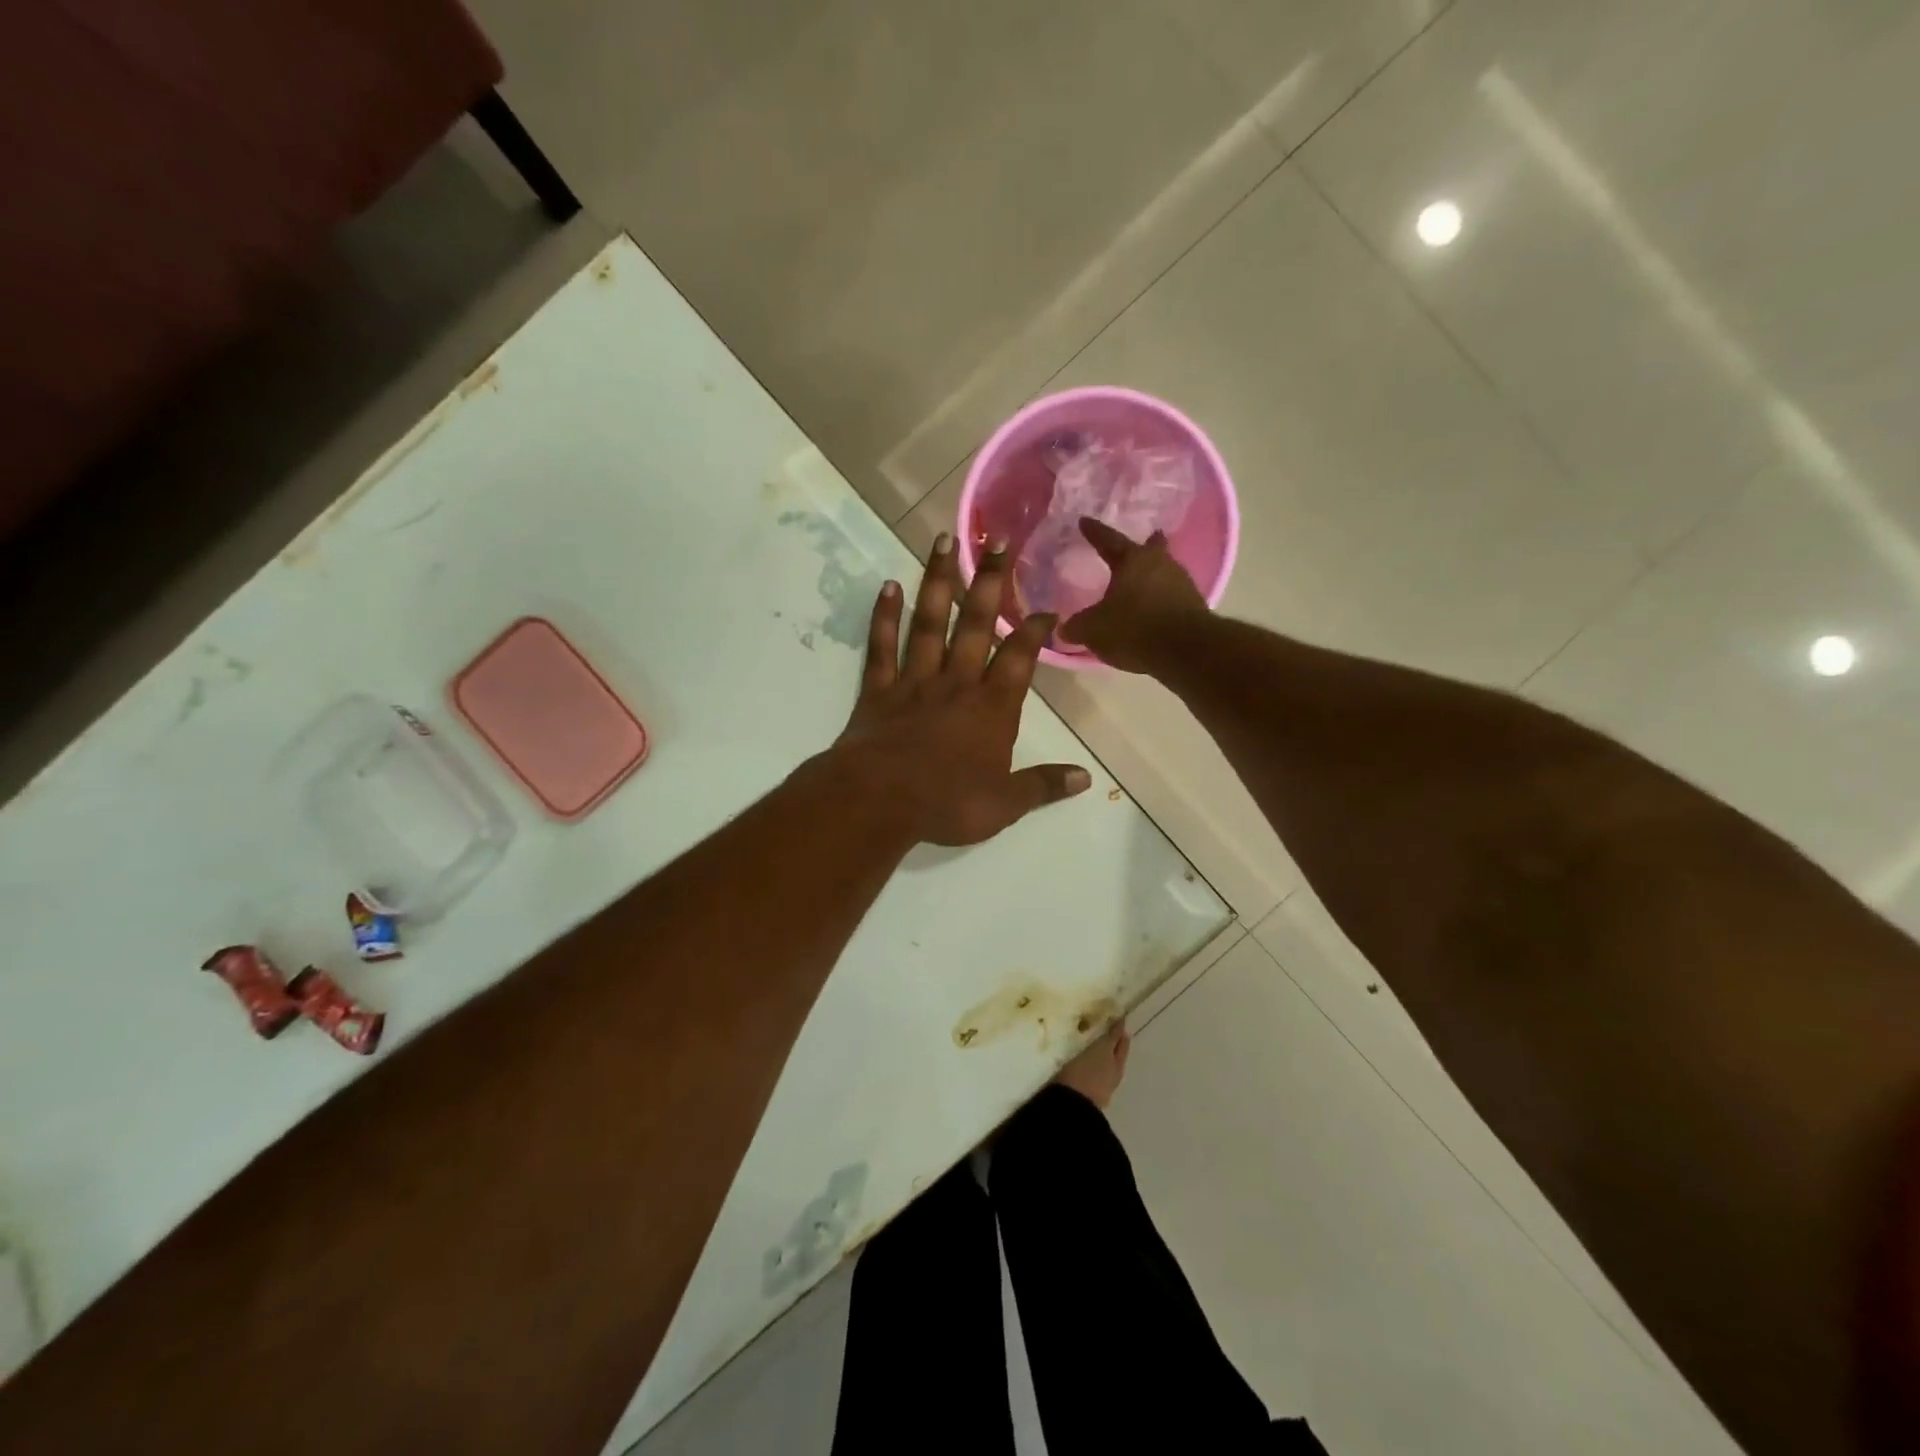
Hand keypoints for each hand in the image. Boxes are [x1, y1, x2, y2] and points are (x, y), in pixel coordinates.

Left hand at [829, 533, 1090, 845]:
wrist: (878, 801)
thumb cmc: (947, 803)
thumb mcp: (1005, 804)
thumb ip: (1043, 786)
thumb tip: (1085, 779)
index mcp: (992, 708)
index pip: (1020, 659)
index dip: (1035, 631)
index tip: (1047, 608)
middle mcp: (957, 683)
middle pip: (977, 623)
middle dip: (991, 581)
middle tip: (999, 538)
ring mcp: (915, 681)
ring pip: (930, 622)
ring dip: (939, 581)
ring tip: (943, 540)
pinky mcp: (879, 690)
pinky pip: (882, 646)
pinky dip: (884, 616)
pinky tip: (888, 586)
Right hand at [1056, 518, 1209, 671]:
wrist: (1185, 650)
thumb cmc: (1133, 629)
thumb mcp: (1094, 630)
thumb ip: (1077, 626)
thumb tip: (1063, 627)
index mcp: (1132, 560)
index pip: (1108, 540)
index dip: (1094, 532)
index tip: (1084, 521)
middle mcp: (1160, 563)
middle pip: (1151, 548)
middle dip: (1145, 545)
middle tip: (1141, 542)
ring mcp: (1181, 582)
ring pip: (1164, 570)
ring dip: (1154, 574)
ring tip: (1143, 581)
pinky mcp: (1194, 605)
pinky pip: (1173, 595)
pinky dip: (1161, 598)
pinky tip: (1154, 608)